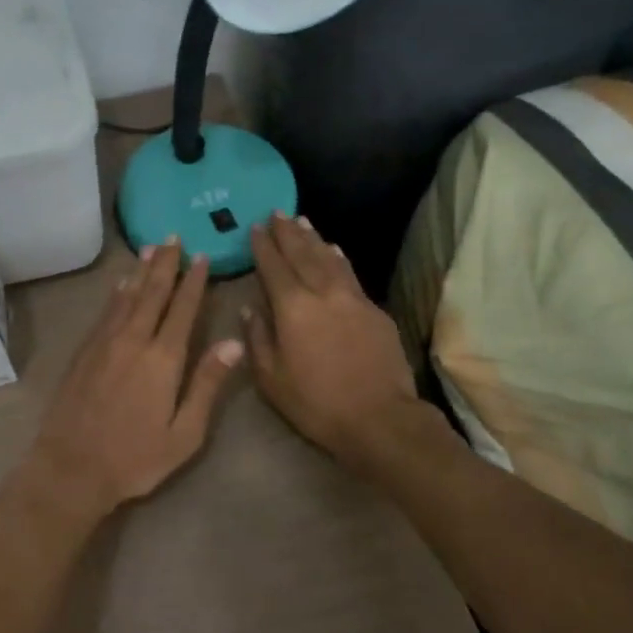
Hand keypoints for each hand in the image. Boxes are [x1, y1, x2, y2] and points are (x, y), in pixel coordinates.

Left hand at [28, 239, 243, 519]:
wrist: (71, 467)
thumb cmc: (135, 458)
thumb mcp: (184, 433)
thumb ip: (207, 384)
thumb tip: (233, 343)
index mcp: (163, 358)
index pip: (182, 309)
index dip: (193, 281)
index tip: (201, 256)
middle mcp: (133, 340)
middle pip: (152, 292)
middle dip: (165, 263)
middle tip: (173, 237)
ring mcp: (104, 343)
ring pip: (127, 296)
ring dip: (141, 271)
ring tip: (151, 248)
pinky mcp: (84, 351)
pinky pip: (105, 311)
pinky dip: (117, 293)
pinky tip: (121, 284)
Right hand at [244, 214, 420, 466]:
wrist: (380, 419)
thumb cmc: (316, 403)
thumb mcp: (271, 379)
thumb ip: (258, 339)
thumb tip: (251, 309)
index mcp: (292, 307)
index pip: (273, 266)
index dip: (262, 246)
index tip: (254, 227)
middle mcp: (322, 293)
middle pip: (302, 254)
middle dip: (286, 232)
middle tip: (276, 213)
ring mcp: (353, 298)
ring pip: (329, 258)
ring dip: (313, 238)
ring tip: (302, 221)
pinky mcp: (375, 310)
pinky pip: (350, 274)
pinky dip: (338, 258)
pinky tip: (334, 251)